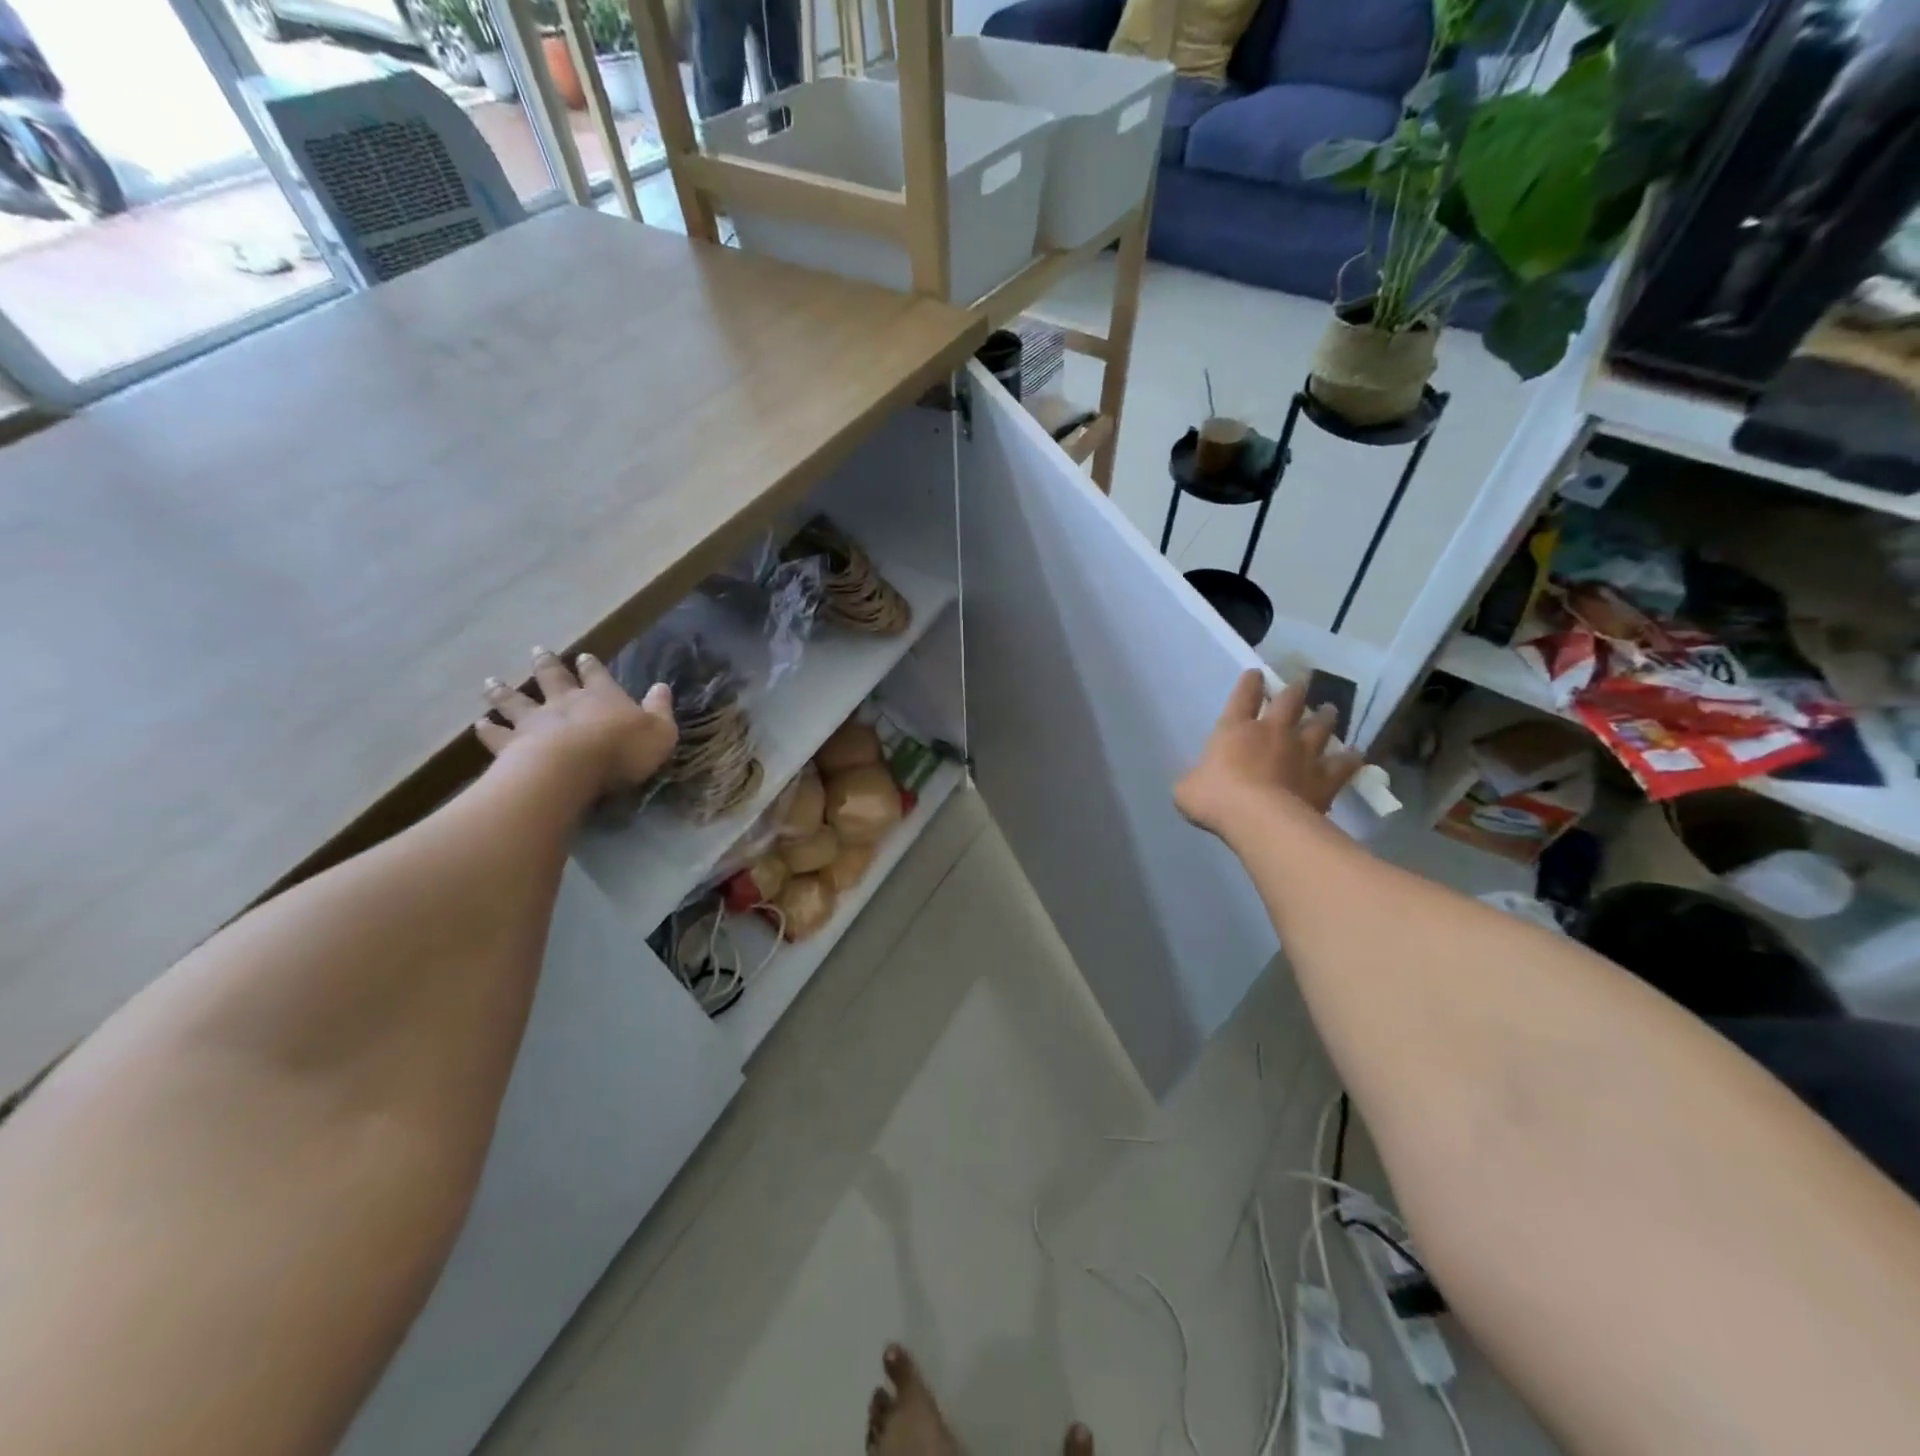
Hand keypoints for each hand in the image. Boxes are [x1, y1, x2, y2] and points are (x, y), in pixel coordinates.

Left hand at [474, 647, 677, 793]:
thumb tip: (662, 687)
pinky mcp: (512, 744)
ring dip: (505, 691)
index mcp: (602, 696)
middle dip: (546, 664)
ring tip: (492, 682)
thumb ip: (660, 710)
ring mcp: (535, 721)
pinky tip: (480, 724)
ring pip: (517, 701)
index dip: (591, 666)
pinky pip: (497, 734)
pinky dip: (489, 729)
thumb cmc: (622, 749)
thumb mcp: (659, 731)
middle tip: (537, 651)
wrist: (571, 768)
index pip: (597, 675)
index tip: (583, 656)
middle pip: (552, 678)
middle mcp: (565, 702)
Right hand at [1176, 669, 1364, 837]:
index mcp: (1235, 729)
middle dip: (1295, 691)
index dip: (1249, 683)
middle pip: (1289, 702)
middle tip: (1302, 682)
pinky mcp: (1325, 777)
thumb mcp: (1187, 789)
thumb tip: (1198, 783)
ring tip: (1331, 710)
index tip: (1255, 673)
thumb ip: (1195, 780)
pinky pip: (1343, 764)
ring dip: (1326, 717)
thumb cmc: (1216, 798)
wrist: (1260, 819)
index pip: (1243, 696)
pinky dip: (1350, 758)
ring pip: (1320, 726)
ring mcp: (1303, 752)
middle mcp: (1273, 732)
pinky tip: (1356, 754)